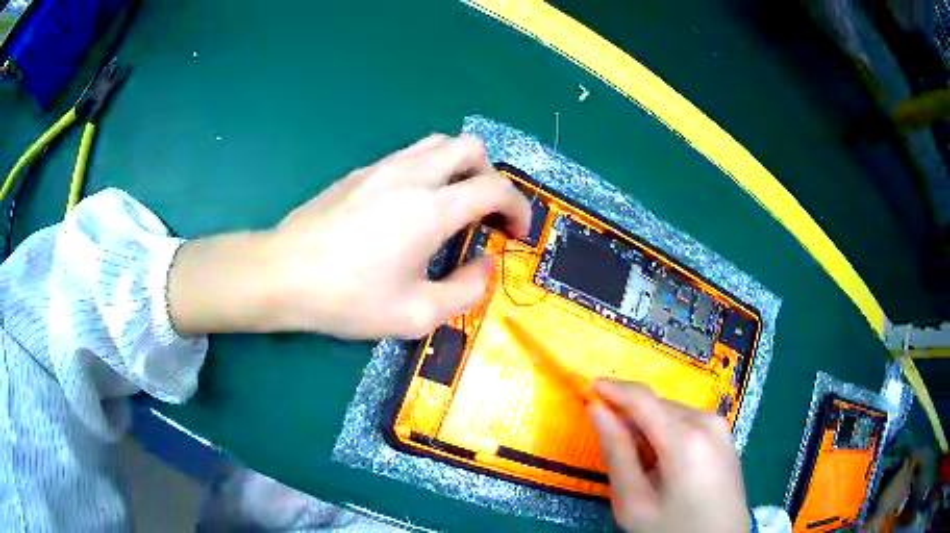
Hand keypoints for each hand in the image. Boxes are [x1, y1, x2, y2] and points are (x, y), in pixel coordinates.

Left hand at [168, 134, 530, 338]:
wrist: (282, 274)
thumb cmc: (347, 299)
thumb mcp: (415, 314)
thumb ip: (465, 290)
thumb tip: (486, 265)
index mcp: (431, 209)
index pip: (496, 188)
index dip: (519, 208)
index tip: (518, 233)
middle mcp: (412, 175)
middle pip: (470, 147)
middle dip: (492, 177)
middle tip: (486, 214)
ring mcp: (383, 167)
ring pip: (439, 143)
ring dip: (461, 168)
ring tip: (454, 205)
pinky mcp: (361, 172)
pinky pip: (410, 155)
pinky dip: (431, 170)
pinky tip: (414, 206)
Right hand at [589, 380, 749, 532]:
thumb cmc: (673, 528)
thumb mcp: (634, 502)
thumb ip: (616, 453)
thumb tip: (598, 410)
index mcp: (685, 439)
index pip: (642, 399)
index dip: (613, 388)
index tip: (588, 387)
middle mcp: (707, 422)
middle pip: (657, 405)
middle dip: (630, 416)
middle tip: (613, 448)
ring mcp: (720, 426)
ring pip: (671, 412)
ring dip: (648, 427)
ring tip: (642, 464)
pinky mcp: (724, 434)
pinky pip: (687, 421)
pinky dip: (667, 432)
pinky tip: (665, 463)